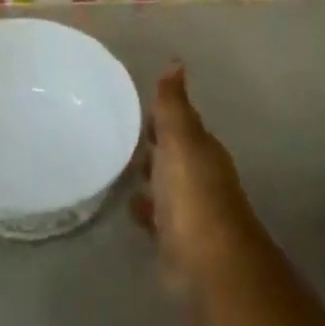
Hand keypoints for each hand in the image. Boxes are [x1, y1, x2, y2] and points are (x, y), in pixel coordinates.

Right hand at [132, 66, 257, 293]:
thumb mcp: (180, 140)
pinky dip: (145, 209)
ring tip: (114, 167)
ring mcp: (190, 211)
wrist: (210, 264)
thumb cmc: (193, 195)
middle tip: (116, 133)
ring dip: (147, 177)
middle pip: (173, 154)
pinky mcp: (178, 241)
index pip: (179, 123)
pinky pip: (157, 216)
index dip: (159, 115)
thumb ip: (173, 105)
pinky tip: (128, 206)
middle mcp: (200, 176)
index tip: (131, 105)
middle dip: (151, 145)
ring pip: (165, 185)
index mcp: (202, 150)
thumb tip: (176, 62)